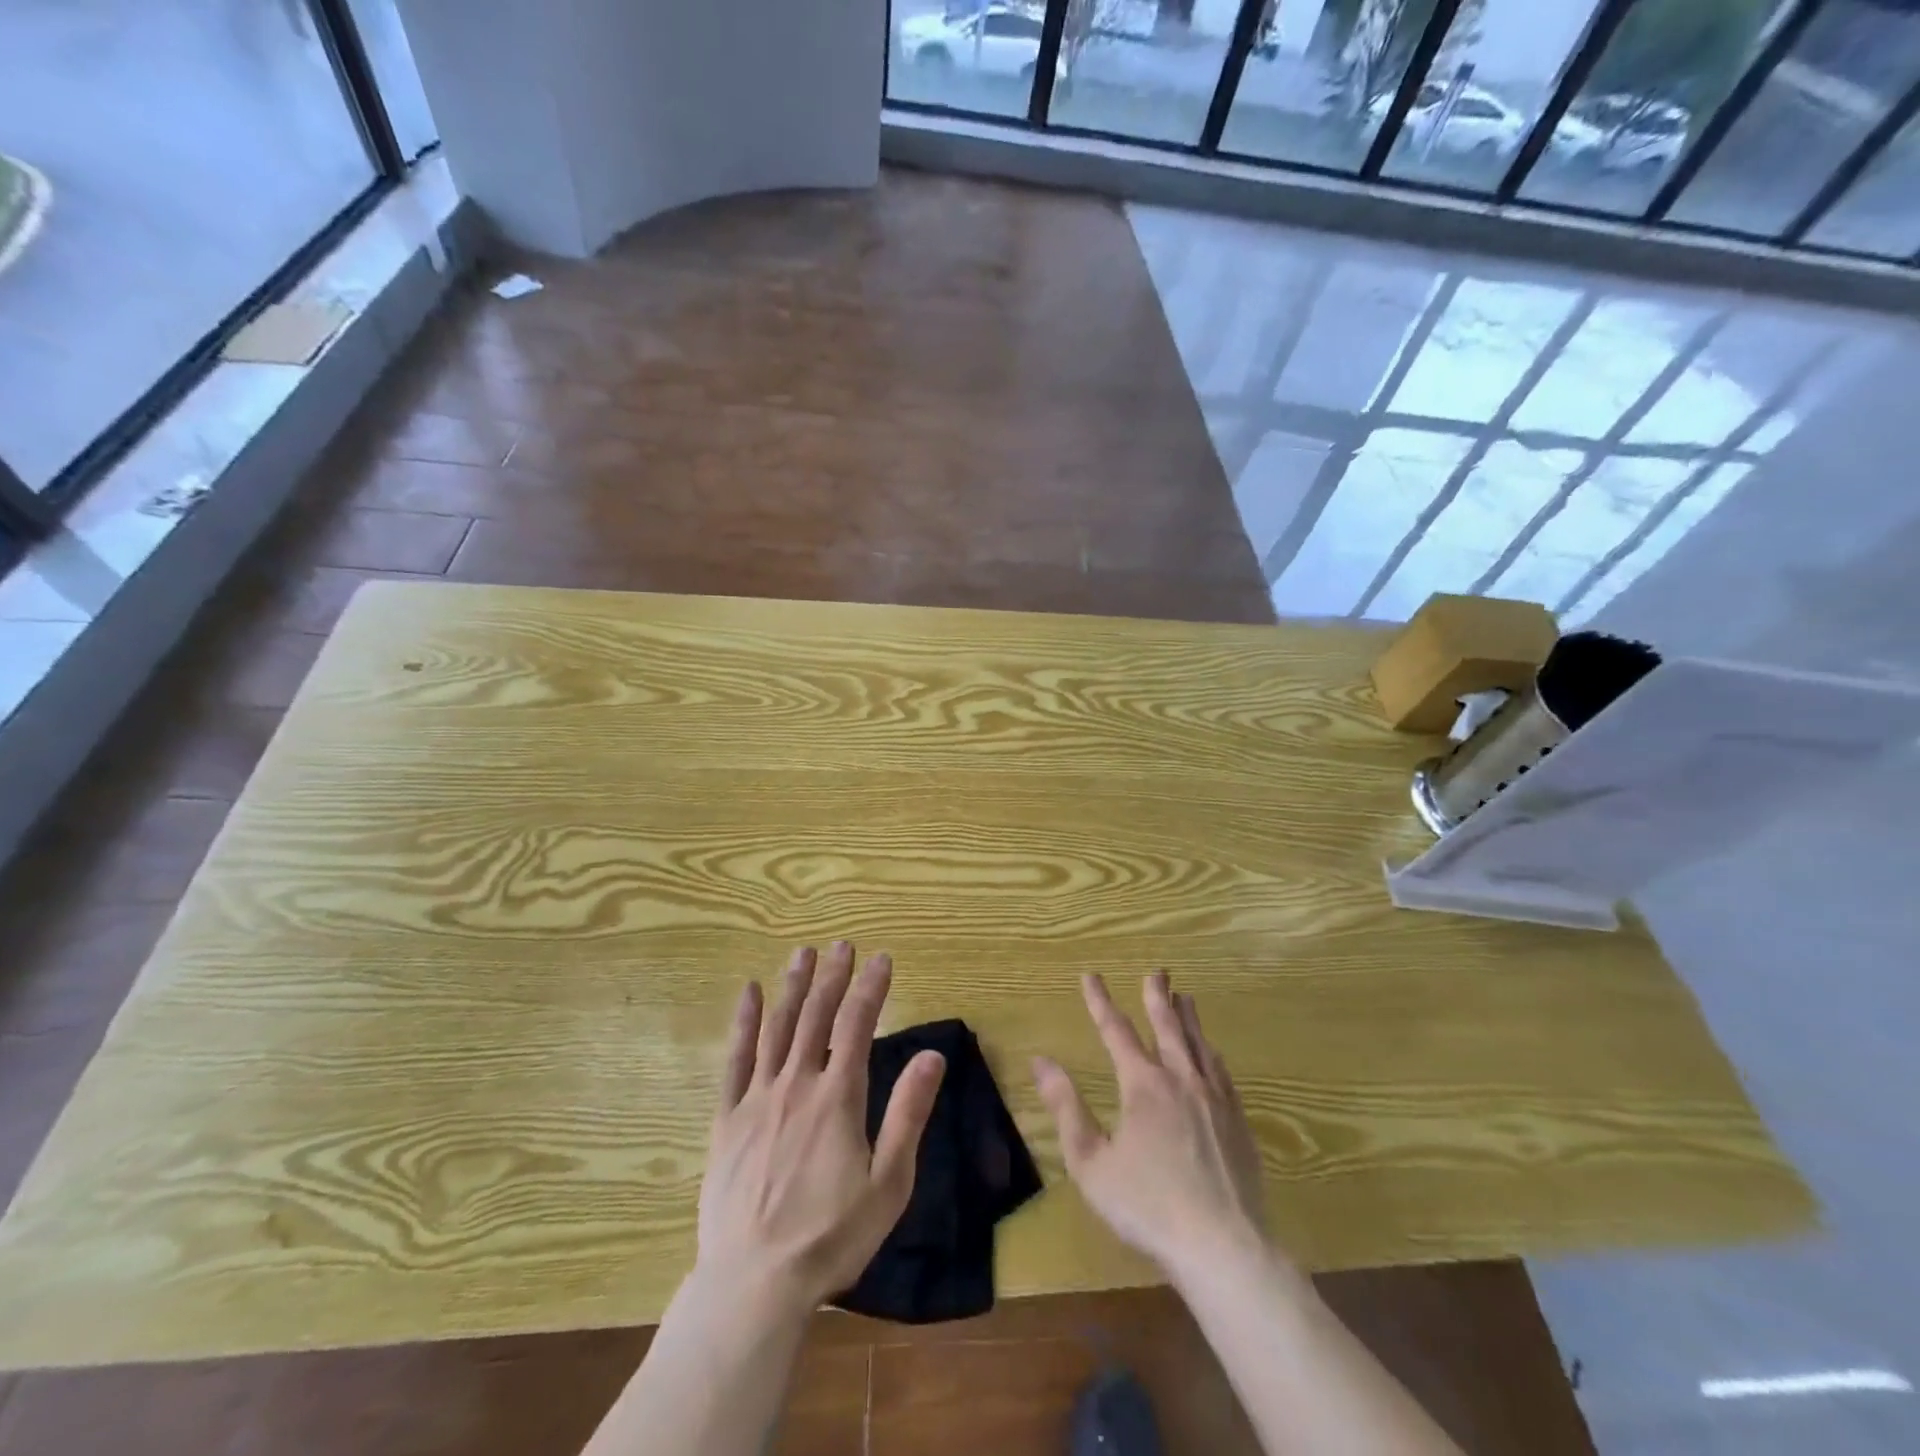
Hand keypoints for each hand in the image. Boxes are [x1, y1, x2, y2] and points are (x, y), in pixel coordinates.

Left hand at [696, 942, 945, 1312]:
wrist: (753, 1283)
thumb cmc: (830, 1236)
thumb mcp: (888, 1182)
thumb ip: (909, 1114)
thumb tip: (934, 1056)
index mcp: (838, 1097)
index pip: (858, 1025)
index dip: (872, 987)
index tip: (882, 958)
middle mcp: (797, 1084)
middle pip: (817, 1016)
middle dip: (833, 976)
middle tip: (842, 945)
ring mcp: (757, 1099)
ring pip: (778, 1028)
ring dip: (793, 986)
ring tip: (803, 953)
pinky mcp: (727, 1119)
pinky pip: (735, 1060)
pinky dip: (743, 1023)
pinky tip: (749, 994)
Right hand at [1033, 972, 1266, 1282]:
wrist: (1223, 1246)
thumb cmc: (1147, 1205)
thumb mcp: (1091, 1162)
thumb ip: (1066, 1108)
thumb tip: (1041, 1061)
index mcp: (1142, 1085)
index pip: (1116, 1030)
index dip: (1100, 1001)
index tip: (1090, 975)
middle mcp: (1180, 1079)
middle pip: (1167, 1025)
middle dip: (1157, 996)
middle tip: (1157, 971)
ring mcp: (1214, 1098)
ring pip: (1199, 1044)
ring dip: (1188, 1017)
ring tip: (1185, 997)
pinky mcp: (1238, 1121)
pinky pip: (1222, 1072)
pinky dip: (1211, 1052)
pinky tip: (1212, 1053)